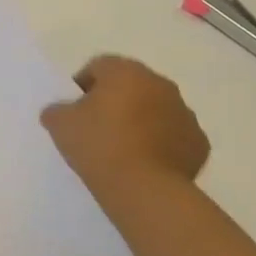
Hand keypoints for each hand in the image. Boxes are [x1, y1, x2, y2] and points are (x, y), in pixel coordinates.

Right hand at [40, 56, 208, 194]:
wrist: (144, 189)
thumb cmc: (99, 145)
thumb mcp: (59, 124)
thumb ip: (56, 109)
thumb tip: (60, 110)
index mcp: (126, 72)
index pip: (99, 66)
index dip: (83, 85)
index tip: (74, 110)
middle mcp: (160, 84)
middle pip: (131, 85)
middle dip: (115, 101)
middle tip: (96, 129)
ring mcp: (185, 113)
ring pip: (155, 110)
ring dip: (140, 121)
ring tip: (121, 150)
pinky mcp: (198, 143)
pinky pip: (173, 136)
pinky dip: (160, 144)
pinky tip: (144, 164)